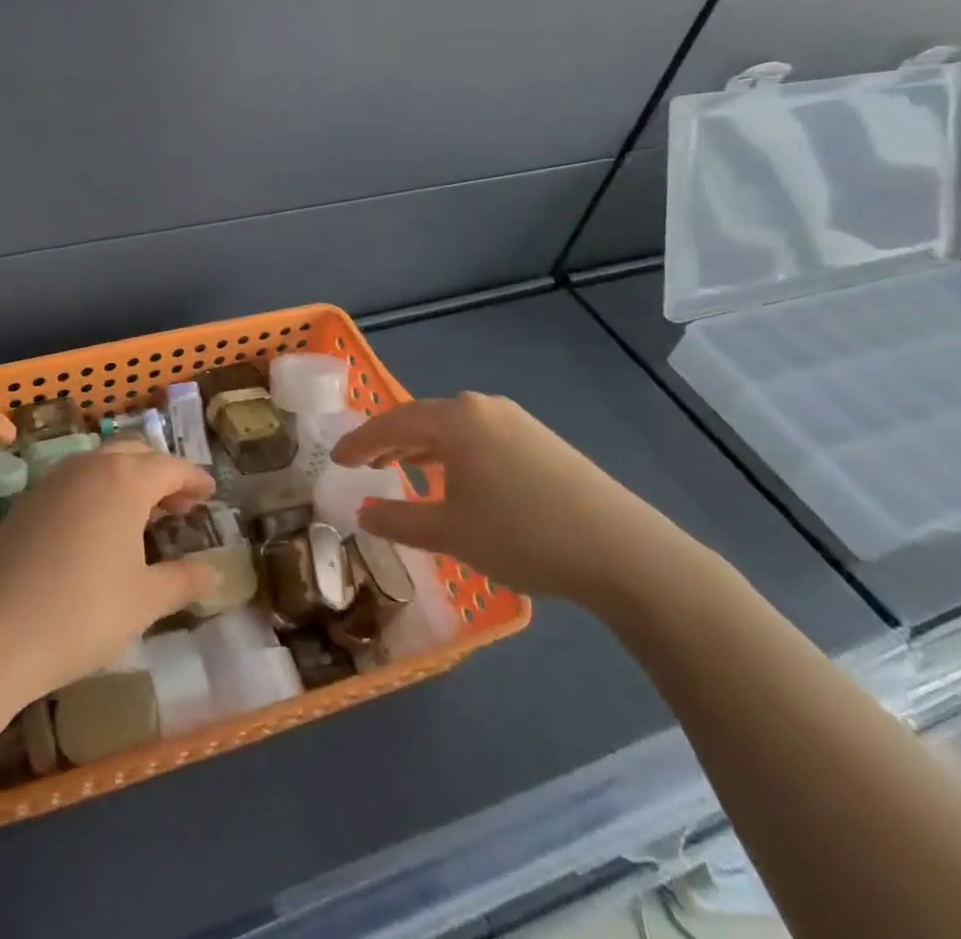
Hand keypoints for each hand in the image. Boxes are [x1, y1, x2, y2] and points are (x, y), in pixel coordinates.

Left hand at [0, 447, 221, 700]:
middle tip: (180, 504)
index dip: (194, 478)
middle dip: (161, 473)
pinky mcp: (27, 502)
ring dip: (127, 480)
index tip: (211, 491)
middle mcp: (88, 467)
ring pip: (101, 464)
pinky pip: (74, 482)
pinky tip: (99, 528)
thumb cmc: (83, 613)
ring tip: (143, 516)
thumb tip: (216, 572)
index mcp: (124, 480)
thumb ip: (183, 581)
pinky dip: (98, 491)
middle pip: (134, 453)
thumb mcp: (144, 601)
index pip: (170, 467)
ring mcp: (52, 481)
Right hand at [333, 393, 682, 606]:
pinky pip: (481, 439)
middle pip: (422, 420)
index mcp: (455, 419)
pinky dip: (455, 455)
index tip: (335, 459)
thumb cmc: (522, 536)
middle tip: (364, 464)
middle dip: (390, 442)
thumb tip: (362, 512)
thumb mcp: (450, 533)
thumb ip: (398, 520)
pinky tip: (457, 481)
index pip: (391, 423)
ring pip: (454, 429)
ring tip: (403, 471)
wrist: (624, 553)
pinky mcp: (542, 442)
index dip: (359, 443)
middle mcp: (482, 408)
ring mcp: (517, 422)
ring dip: (423, 450)